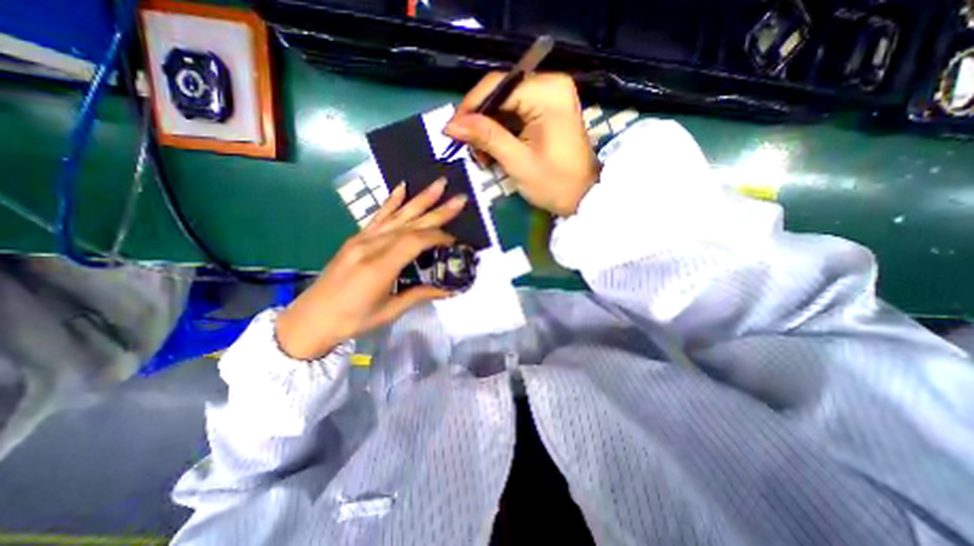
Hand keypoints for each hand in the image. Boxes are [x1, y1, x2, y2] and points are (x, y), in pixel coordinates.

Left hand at [274, 178, 468, 361]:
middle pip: (410, 223)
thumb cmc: (352, 320)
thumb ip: (420, 295)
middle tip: (460, 199)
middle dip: (438, 210)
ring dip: (420, 199)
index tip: (455, 240)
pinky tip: (402, 187)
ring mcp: (361, 239)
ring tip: (439, 184)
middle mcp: (371, 246)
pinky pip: (378, 216)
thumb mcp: (389, 311)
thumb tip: (450, 289)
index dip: (438, 237)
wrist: (310, 319)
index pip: (415, 241)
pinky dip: (392, 201)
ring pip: (397, 215)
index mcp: (379, 267)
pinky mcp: (356, 238)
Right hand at [447, 70, 602, 214]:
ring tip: (482, 156)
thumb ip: (486, 137)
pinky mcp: (550, 110)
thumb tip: (451, 124)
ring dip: (490, 129)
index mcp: (546, 92)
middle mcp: (550, 85)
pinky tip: (495, 151)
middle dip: (480, 122)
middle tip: (469, 149)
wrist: (583, 197)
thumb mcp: (517, 161)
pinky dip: (502, 132)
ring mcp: (552, 97)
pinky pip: (517, 113)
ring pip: (506, 105)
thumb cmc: (554, 183)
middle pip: (501, 94)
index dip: (470, 107)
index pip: (497, 86)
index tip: (452, 131)